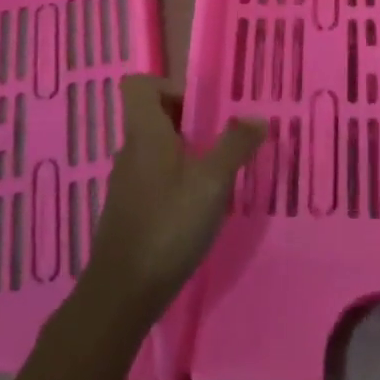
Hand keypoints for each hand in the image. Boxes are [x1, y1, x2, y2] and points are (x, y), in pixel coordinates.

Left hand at [84, 76, 263, 320]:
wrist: (123, 293)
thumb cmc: (168, 225)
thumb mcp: (212, 182)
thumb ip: (235, 145)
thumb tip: (257, 117)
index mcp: (145, 134)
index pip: (139, 86)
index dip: (168, 86)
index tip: (200, 108)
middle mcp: (130, 151)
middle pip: (153, 116)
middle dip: (188, 121)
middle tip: (220, 140)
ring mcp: (126, 183)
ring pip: (155, 149)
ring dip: (185, 153)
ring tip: (217, 174)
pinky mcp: (129, 211)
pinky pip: (153, 178)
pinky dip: (175, 181)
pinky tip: (198, 207)